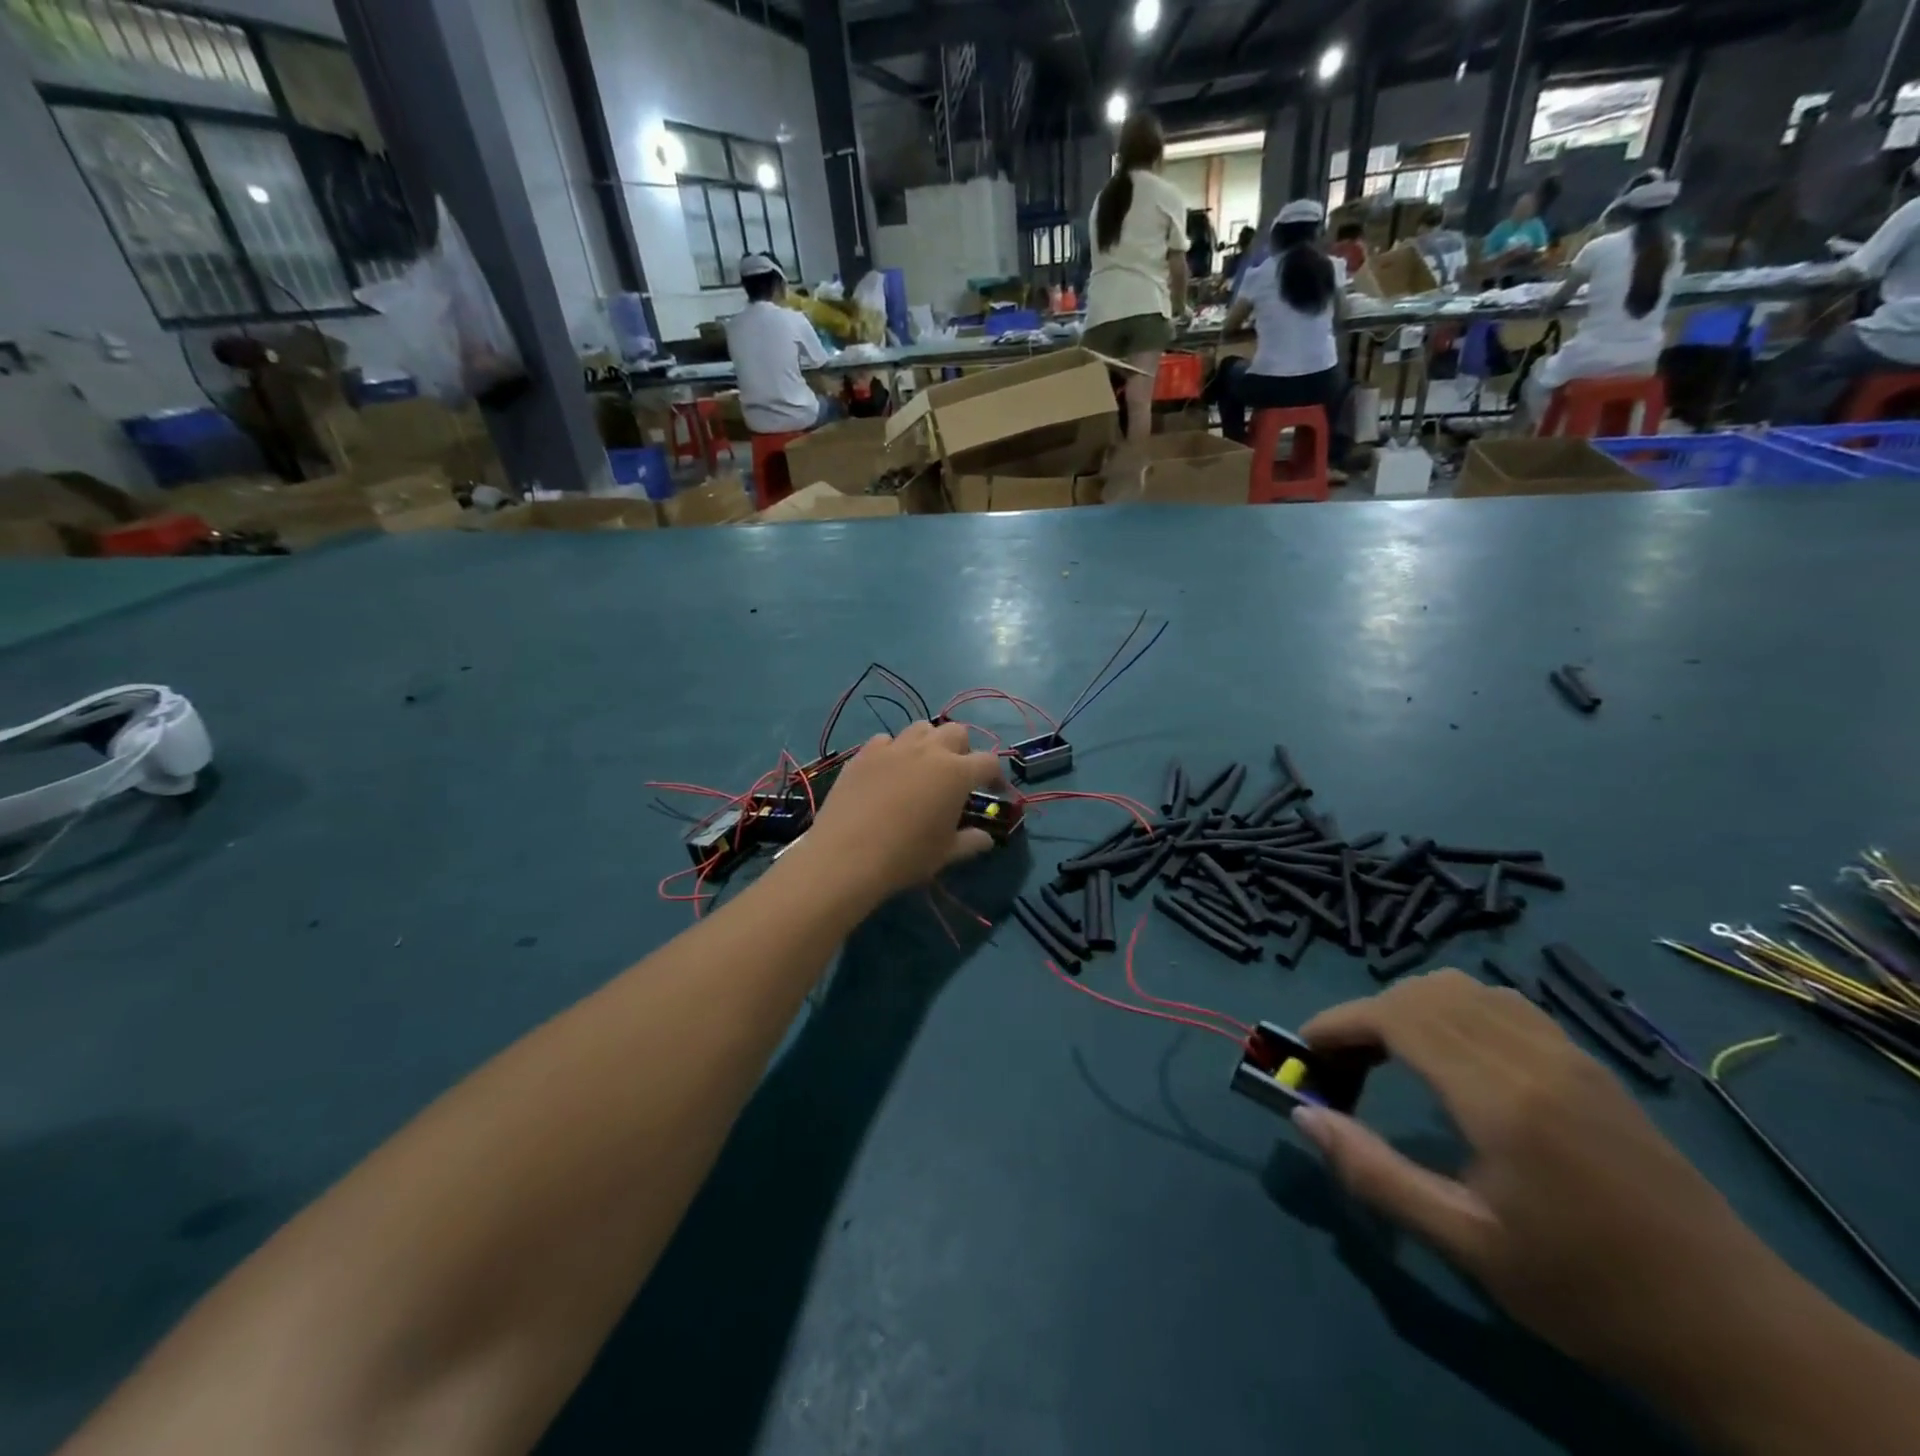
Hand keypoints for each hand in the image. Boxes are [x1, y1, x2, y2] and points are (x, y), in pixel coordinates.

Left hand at [800, 721, 1002, 901]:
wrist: (847, 856)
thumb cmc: (906, 856)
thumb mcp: (946, 853)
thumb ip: (971, 842)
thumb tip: (986, 839)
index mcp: (957, 773)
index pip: (988, 762)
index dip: (996, 776)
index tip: (994, 790)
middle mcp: (929, 751)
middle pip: (956, 732)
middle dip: (963, 750)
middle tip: (957, 775)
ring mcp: (894, 748)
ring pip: (921, 728)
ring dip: (929, 742)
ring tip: (923, 766)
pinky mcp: (865, 753)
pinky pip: (886, 740)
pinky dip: (894, 750)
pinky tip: (888, 771)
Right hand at [1294, 971, 1800, 1397]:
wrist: (1735, 1328)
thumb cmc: (1587, 1292)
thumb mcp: (1467, 1244)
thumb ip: (1375, 1173)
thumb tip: (1303, 1116)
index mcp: (1500, 1096)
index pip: (1396, 1017)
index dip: (1339, 1023)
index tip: (1306, 1051)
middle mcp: (1532, 1055)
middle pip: (1423, 991)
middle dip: (1367, 1015)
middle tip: (1345, 1066)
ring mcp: (1567, 1052)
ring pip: (1463, 986)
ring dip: (1410, 1006)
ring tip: (1390, 1057)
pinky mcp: (1588, 1062)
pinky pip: (1502, 1002)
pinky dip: (1454, 1008)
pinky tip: (1452, 1056)